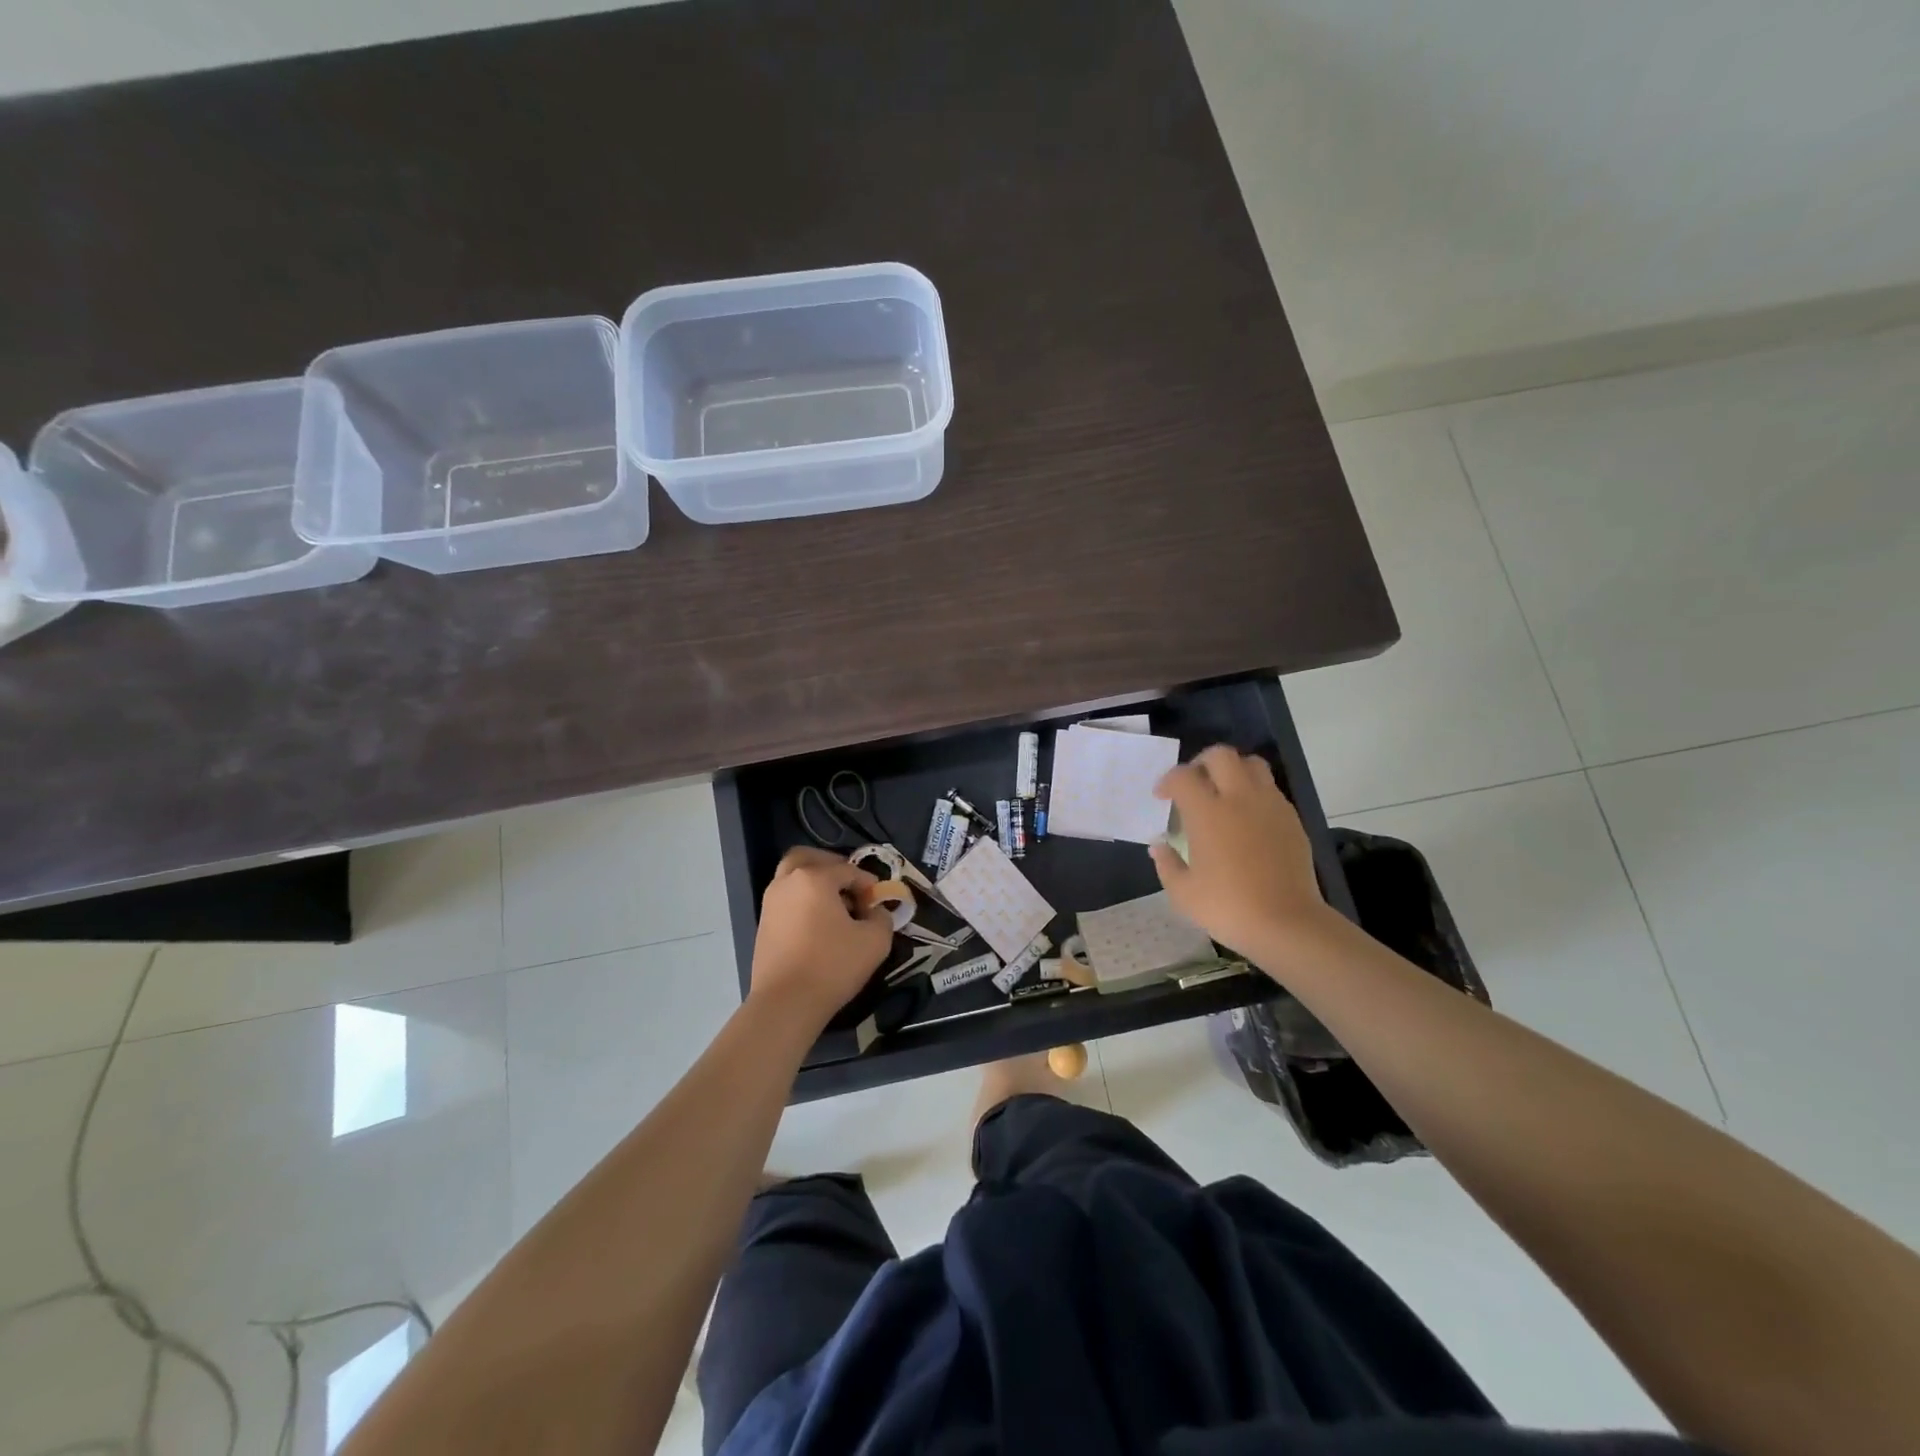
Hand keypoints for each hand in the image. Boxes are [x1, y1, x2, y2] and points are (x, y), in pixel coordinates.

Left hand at [750, 847, 894, 1027]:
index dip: (867, 883)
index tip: (877, 902)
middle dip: (830, 865)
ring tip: (835, 908)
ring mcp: (770, 903)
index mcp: (814, 878)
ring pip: (792, 878)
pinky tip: (819, 926)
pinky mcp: (763, 925)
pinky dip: (802, 901)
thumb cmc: (833, 965)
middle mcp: (787, 882)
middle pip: (806, 858)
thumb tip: (875, 912)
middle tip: (848, 884)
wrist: (786, 1003)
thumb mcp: (875, 941)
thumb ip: (881, 918)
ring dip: (814, 883)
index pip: (848, 869)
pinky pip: (786, 900)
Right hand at [1149, 746, 1332, 962]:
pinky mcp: (1291, 819)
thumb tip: (1159, 845)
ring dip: (1233, 770)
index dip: (1167, 781)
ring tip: (1223, 792)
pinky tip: (1247, 817)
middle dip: (1201, 762)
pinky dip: (1254, 791)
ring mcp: (1270, 805)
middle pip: (1220, 755)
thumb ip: (1166, 863)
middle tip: (1193, 784)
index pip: (1182, 776)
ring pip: (1252, 764)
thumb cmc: (1227, 907)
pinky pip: (1270, 789)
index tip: (1162, 797)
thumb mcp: (1182, 893)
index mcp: (1207, 812)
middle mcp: (1239, 798)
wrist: (1286, 923)